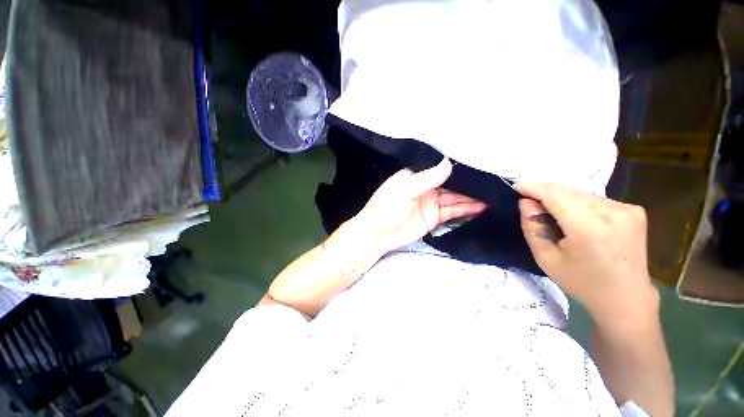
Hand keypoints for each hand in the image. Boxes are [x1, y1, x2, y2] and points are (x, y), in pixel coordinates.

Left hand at [335, 158, 485, 269]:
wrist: (377, 235)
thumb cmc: (386, 208)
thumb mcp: (405, 190)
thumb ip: (427, 178)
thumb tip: (449, 163)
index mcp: (416, 176)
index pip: (440, 168)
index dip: (458, 167)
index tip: (480, 164)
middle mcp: (426, 187)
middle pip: (451, 183)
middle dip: (469, 183)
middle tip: (493, 181)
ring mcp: (431, 203)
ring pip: (455, 198)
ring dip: (472, 197)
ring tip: (493, 195)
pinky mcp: (434, 218)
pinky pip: (453, 212)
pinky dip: (466, 210)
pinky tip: (481, 207)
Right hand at [515, 182, 657, 322]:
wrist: (626, 298)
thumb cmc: (581, 282)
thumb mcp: (545, 258)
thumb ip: (532, 227)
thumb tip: (526, 202)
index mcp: (589, 228)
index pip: (555, 194)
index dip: (533, 188)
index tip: (516, 188)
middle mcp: (612, 212)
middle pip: (568, 191)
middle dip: (544, 193)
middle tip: (529, 203)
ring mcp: (627, 209)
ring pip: (581, 194)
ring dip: (561, 199)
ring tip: (552, 214)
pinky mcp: (634, 210)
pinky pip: (595, 199)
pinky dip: (578, 204)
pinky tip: (576, 219)